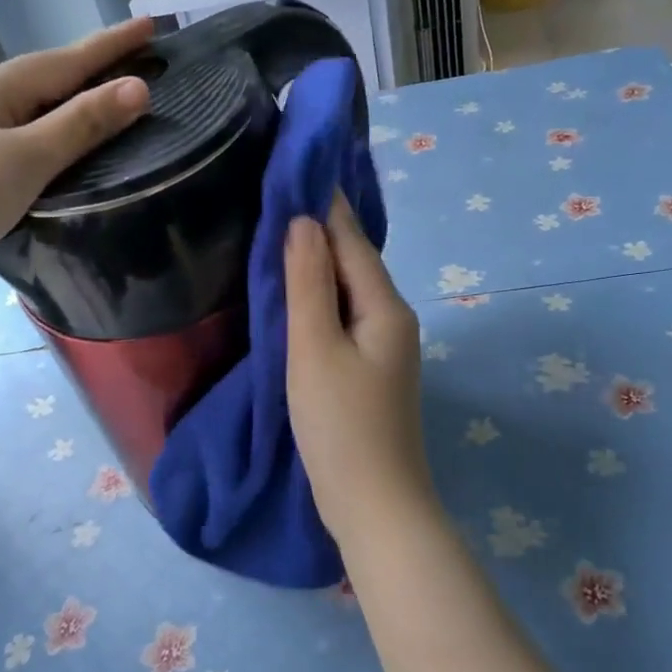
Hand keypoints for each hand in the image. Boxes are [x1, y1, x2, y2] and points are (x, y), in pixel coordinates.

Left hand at [0, 19, 152, 301]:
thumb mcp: (27, 158)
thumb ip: (82, 124)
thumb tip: (138, 87)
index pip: (65, 59)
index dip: (111, 45)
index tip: (151, 24)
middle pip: (47, 79)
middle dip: (92, 68)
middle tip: (137, 59)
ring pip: (33, 111)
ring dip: (73, 103)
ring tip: (109, 101)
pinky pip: (23, 141)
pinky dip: (53, 137)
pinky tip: (64, 150)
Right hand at [286, 193, 437, 543]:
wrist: (374, 505)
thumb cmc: (340, 427)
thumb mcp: (314, 350)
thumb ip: (307, 284)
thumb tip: (303, 221)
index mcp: (385, 307)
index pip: (351, 239)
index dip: (323, 203)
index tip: (296, 166)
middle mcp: (393, 319)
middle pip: (353, 261)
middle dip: (320, 228)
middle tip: (278, 193)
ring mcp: (386, 347)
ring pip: (348, 290)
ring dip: (318, 262)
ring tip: (281, 232)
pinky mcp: (371, 370)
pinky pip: (344, 317)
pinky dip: (321, 298)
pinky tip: (298, 294)